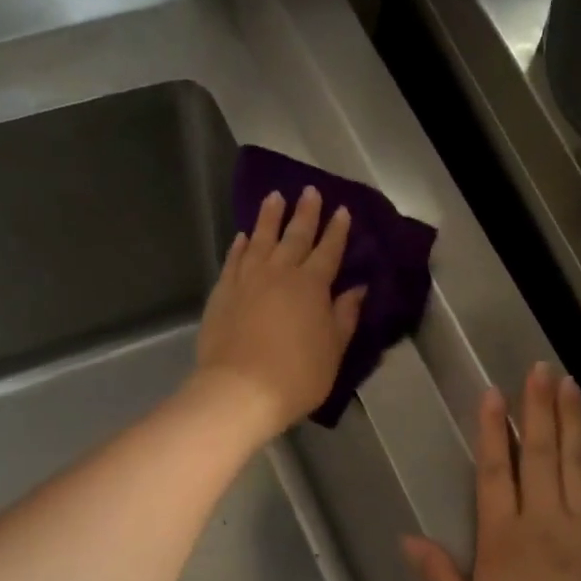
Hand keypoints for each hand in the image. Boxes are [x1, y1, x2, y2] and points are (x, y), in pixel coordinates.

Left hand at [192, 186, 365, 441]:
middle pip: (295, 236)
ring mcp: (248, 279)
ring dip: (269, 218)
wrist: (240, 390)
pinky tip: (243, 237)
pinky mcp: (223, 292)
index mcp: (313, 285)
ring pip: (261, 239)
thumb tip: (356, 289)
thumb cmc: (297, 375)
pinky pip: (234, 260)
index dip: (337, 230)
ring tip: (275, 197)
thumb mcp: (333, 350)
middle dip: (305, 213)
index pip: (329, 250)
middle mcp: (280, 273)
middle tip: (310, 191)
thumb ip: (344, 316)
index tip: (342, 210)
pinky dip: (240, 246)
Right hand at [405, 364, 580, 580]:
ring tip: (570, 384)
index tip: (494, 394)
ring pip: (578, 461)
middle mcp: (544, 522)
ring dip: (574, 420)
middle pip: (541, 454)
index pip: (495, 471)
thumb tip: (407, 538)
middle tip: (540, 369)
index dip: (493, 430)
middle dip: (538, 408)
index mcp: (503, 540)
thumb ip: (440, 576)